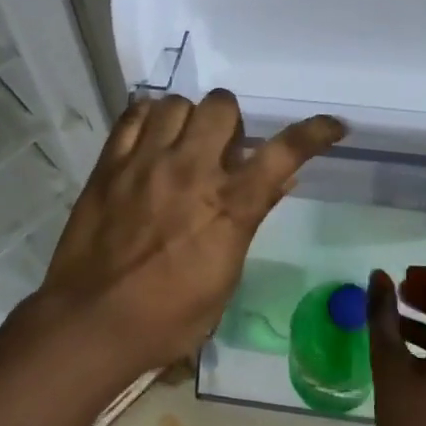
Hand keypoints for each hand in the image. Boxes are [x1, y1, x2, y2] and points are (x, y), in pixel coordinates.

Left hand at [33, 90, 344, 380]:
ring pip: (175, 103)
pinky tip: (148, 138)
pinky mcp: (109, 164)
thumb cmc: (168, 315)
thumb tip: (281, 179)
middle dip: (230, 120)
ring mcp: (146, 163)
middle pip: (221, 106)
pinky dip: (147, 118)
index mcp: (228, 206)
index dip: (313, 132)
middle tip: (221, 146)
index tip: (332, 126)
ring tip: (181, 142)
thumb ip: (251, 218)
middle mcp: (191, 171)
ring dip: (187, 118)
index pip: (282, 153)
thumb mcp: (224, 276)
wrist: (93, 322)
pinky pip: (132, 115)